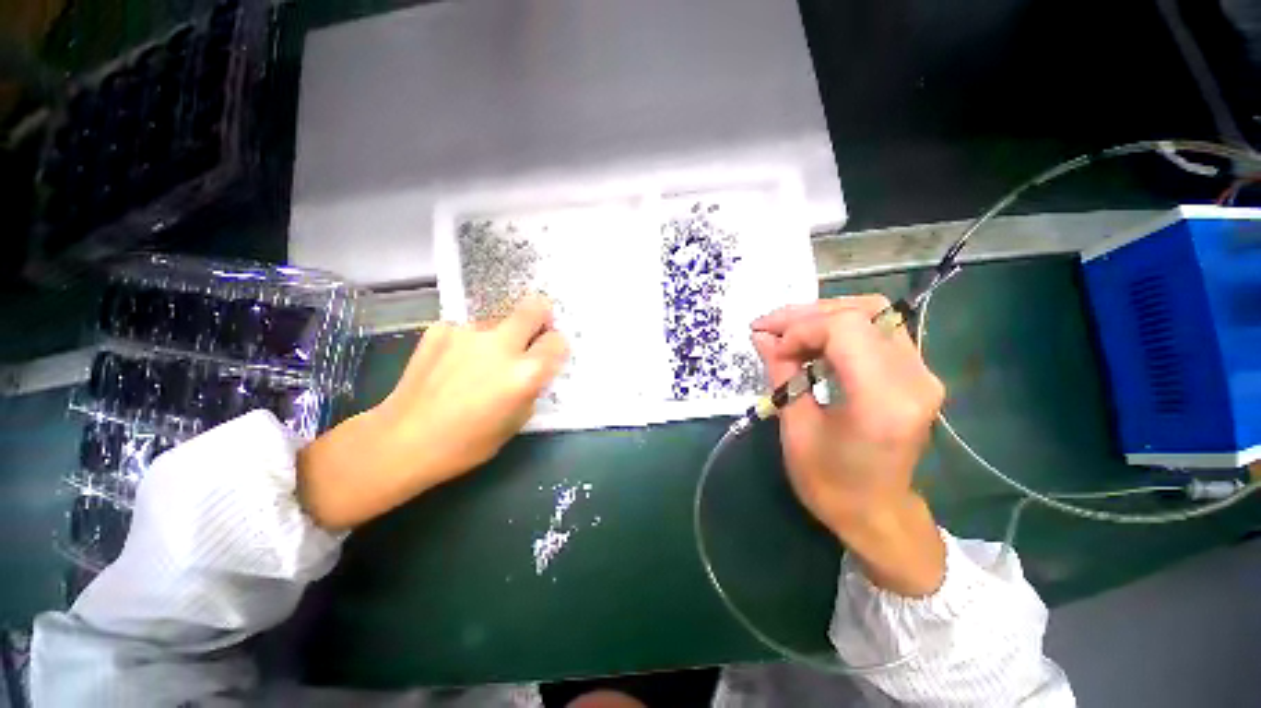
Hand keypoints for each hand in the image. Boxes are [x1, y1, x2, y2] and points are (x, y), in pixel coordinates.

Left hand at [297, 295, 567, 529]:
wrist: (402, 440)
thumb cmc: (467, 443)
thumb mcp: (516, 421)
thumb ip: (532, 388)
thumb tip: (535, 368)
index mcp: (525, 373)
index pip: (557, 341)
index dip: (556, 347)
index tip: (549, 354)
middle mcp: (501, 345)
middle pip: (534, 308)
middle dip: (541, 316)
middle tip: (532, 333)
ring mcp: (469, 332)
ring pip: (499, 320)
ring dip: (500, 335)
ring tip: (479, 361)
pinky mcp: (441, 329)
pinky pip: (468, 329)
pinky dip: (469, 342)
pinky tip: (452, 363)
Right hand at [751, 295, 946, 595]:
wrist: (877, 514)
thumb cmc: (831, 483)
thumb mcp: (795, 429)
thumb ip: (781, 374)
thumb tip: (761, 337)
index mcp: (883, 400)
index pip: (845, 328)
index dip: (801, 328)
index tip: (773, 348)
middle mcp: (914, 378)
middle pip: (862, 311)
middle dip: (807, 315)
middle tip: (770, 328)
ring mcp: (922, 373)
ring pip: (873, 312)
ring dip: (823, 316)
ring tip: (788, 332)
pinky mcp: (917, 373)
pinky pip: (878, 328)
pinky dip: (840, 327)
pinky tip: (813, 342)